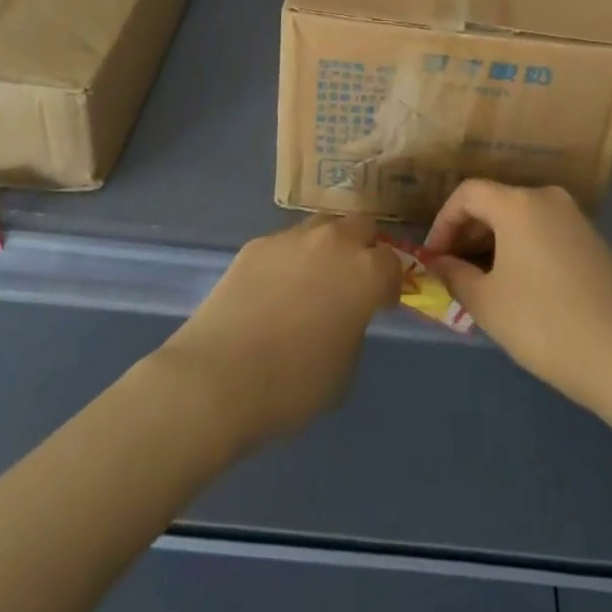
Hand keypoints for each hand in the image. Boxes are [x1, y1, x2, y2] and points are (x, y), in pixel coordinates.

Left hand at [158, 214, 401, 446]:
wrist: (219, 377)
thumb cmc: (292, 385)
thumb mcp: (344, 370)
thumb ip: (354, 330)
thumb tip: (345, 316)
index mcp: (365, 273)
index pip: (392, 264)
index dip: (389, 285)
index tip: (381, 305)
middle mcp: (334, 242)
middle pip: (361, 226)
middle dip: (363, 248)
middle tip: (352, 279)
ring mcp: (292, 238)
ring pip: (322, 226)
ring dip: (327, 246)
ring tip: (313, 278)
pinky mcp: (257, 244)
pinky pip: (284, 245)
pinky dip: (289, 260)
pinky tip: (273, 290)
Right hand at [424, 180, 611, 415]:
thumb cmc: (542, 324)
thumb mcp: (487, 303)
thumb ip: (454, 275)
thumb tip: (439, 263)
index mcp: (517, 204)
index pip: (468, 194)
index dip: (443, 221)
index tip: (434, 256)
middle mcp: (546, 197)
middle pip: (496, 201)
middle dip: (469, 233)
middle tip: (453, 270)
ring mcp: (574, 216)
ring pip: (522, 217)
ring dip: (496, 241)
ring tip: (483, 280)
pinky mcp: (592, 239)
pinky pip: (545, 230)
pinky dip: (524, 246)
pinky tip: (520, 284)